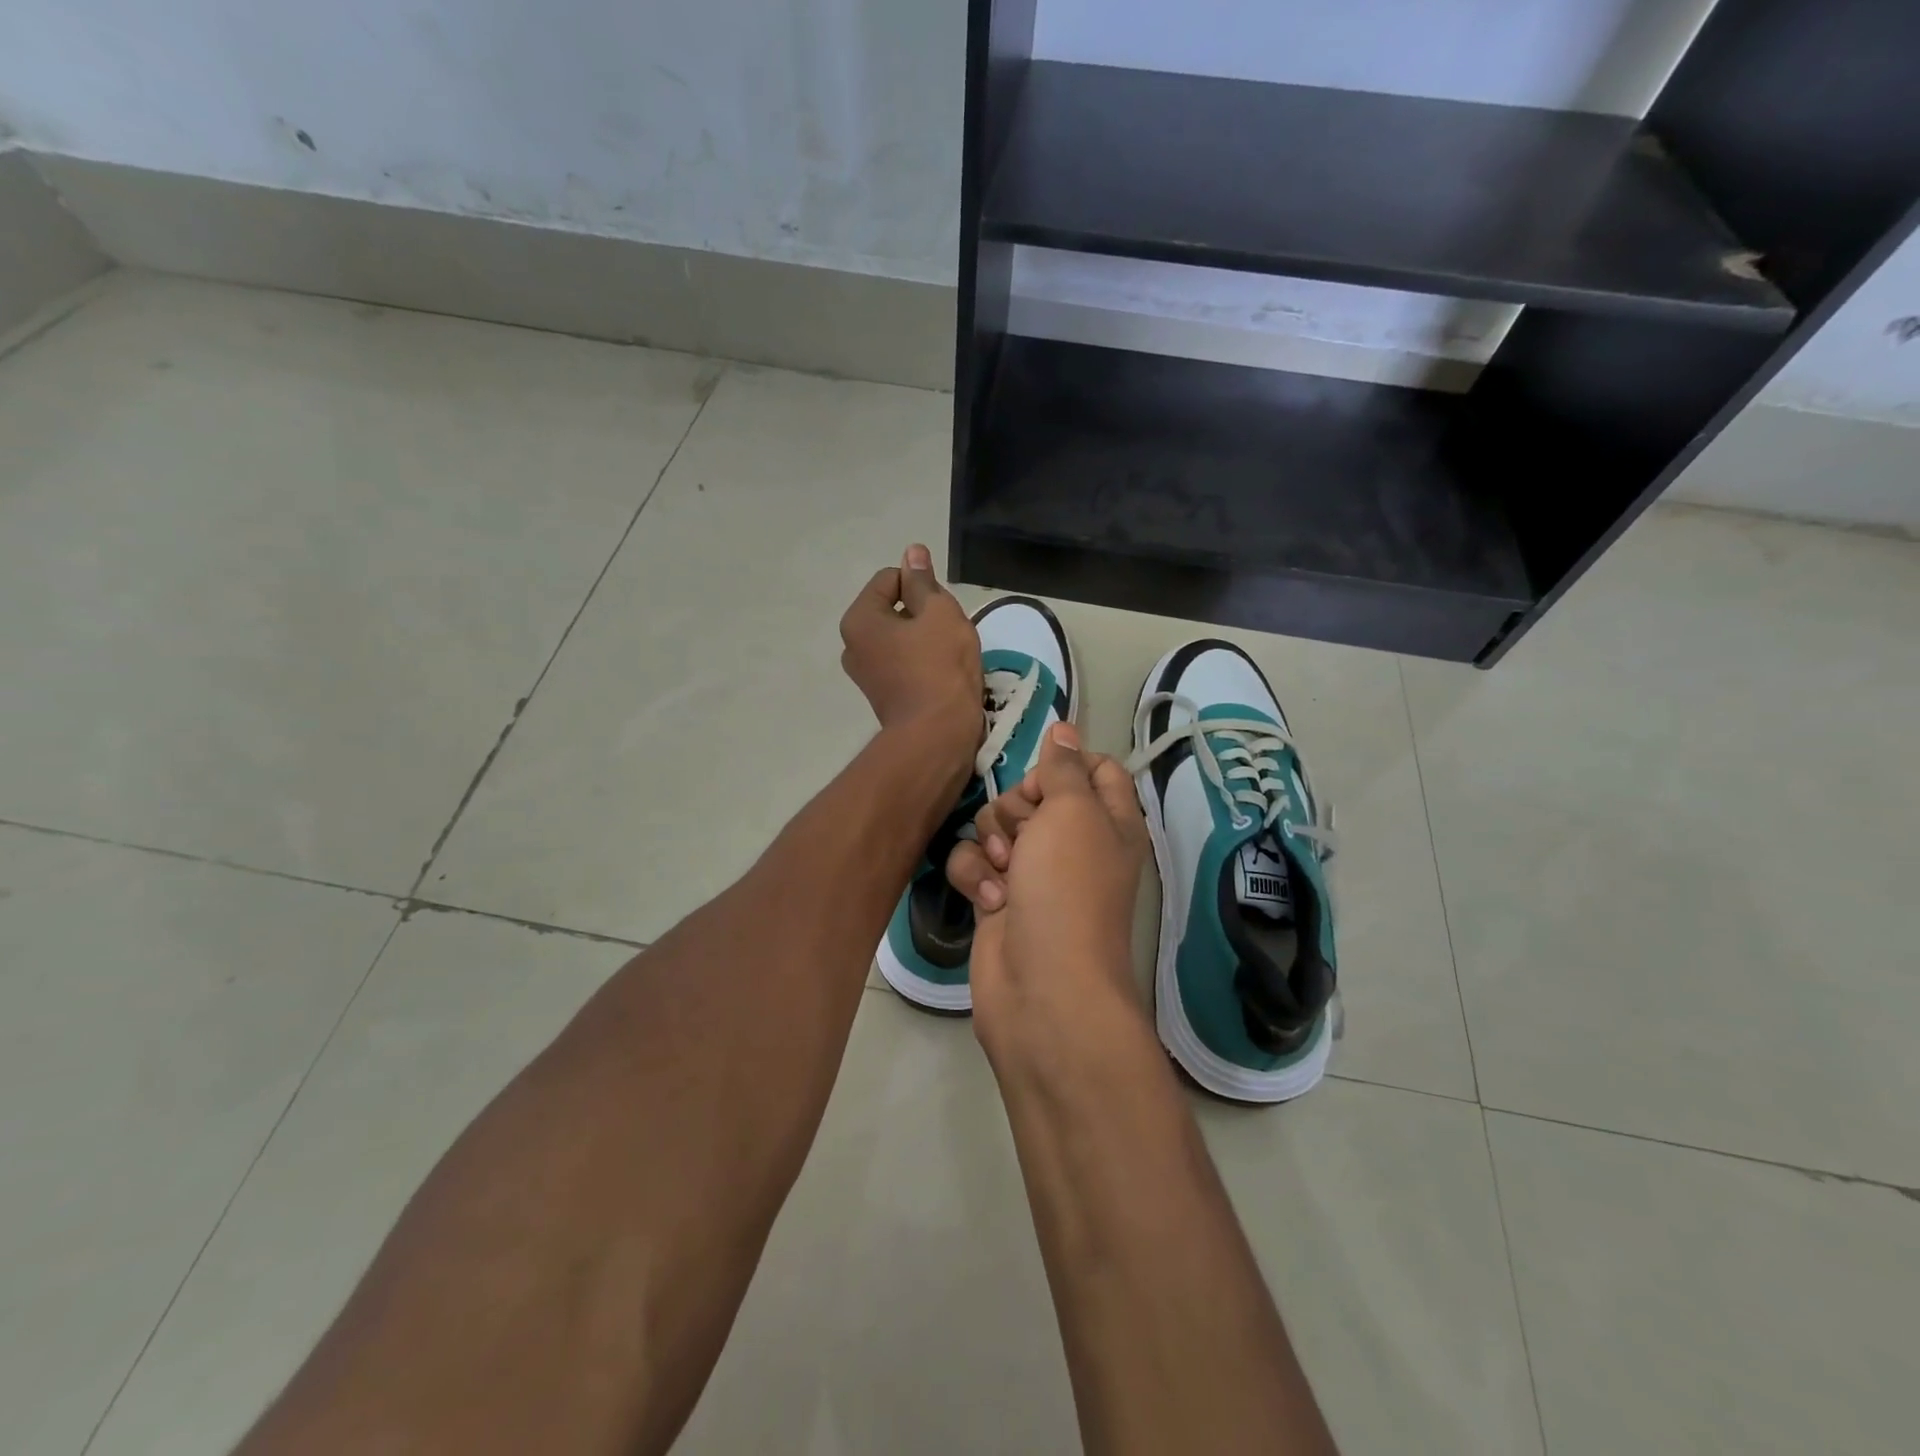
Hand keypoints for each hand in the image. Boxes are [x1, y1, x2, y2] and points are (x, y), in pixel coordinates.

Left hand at [839, 544, 981, 738]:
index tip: (941, 612)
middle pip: (894, 608)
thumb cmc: (940, 666)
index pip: (892, 578)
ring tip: (946, 657)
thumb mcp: (939, 612)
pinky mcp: (881, 695)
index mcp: (859, 619)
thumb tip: (912, 552)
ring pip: (901, 636)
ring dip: (925, 639)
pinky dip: (921, 662)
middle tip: (947, 634)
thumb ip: (923, 581)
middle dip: (923, 614)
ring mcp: (865, 673)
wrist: (937, 733)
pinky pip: (903, 662)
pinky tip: (940, 676)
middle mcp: (852, 644)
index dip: (922, 587)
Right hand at [945, 722, 1150, 1058]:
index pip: (1095, 769)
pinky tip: (988, 899)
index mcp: (1108, 820)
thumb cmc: (1067, 888)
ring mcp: (1034, 873)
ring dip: (992, 842)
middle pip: (1034, 794)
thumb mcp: (1072, 812)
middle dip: (1017, 806)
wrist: (1042, 986)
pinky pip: (974, 862)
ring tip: (1004, 872)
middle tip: (1024, 833)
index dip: (1066, 764)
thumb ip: (1063, 767)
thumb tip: (1065, 729)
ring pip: (997, 826)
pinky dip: (975, 876)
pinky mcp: (998, 898)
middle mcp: (1073, 843)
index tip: (1046, 776)